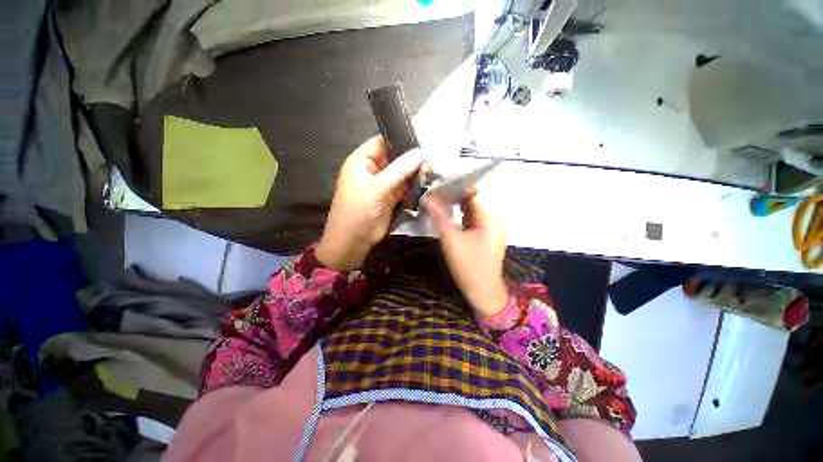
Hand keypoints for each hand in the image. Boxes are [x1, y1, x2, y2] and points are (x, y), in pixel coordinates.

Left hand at [316, 136, 422, 270]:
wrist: (354, 240)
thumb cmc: (358, 210)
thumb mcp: (377, 187)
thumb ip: (399, 170)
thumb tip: (419, 153)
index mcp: (361, 162)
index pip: (381, 142)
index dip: (398, 139)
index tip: (420, 138)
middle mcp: (372, 170)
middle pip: (394, 158)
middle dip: (410, 157)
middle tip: (432, 155)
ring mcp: (382, 185)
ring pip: (401, 173)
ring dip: (414, 172)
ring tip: (433, 167)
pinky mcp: (390, 197)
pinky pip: (404, 187)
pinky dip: (413, 185)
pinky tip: (427, 180)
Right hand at [425, 192, 508, 316]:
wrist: (483, 291)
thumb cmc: (469, 266)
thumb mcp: (451, 240)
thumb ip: (439, 218)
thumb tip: (428, 198)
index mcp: (490, 218)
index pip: (473, 193)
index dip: (456, 187)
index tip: (438, 184)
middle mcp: (494, 219)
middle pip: (473, 201)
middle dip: (454, 196)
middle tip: (435, 192)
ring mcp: (491, 228)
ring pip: (472, 210)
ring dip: (456, 206)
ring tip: (438, 199)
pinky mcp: (485, 235)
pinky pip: (473, 219)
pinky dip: (461, 215)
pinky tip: (447, 213)